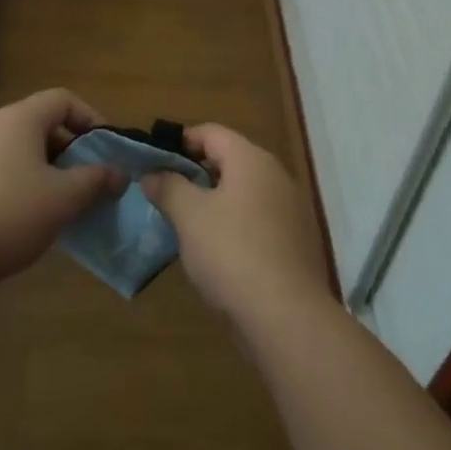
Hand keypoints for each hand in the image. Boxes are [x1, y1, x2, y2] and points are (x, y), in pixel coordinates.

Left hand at [0, 88, 123, 289]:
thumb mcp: (64, 198)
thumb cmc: (11, 213)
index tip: (105, 149)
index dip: (90, 118)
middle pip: (41, 123)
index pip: (63, 99)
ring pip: (19, 147)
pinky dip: (20, 181)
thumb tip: (119, 173)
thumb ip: (96, 180)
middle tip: (87, 178)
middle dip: (69, 148)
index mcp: (20, 118)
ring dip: (45, 167)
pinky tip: (26, 216)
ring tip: (60, 200)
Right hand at [139, 125, 332, 326]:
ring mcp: (291, 209)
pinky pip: (260, 220)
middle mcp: (276, 175)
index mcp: (251, 159)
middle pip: (230, 160)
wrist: (287, 317)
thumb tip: (153, 174)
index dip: (180, 142)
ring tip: (188, 225)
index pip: (211, 133)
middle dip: (197, 174)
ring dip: (217, 201)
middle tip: (168, 195)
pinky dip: (237, 225)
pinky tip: (220, 253)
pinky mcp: (297, 241)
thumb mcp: (189, 217)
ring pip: (245, 192)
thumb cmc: (232, 253)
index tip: (155, 162)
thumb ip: (169, 188)